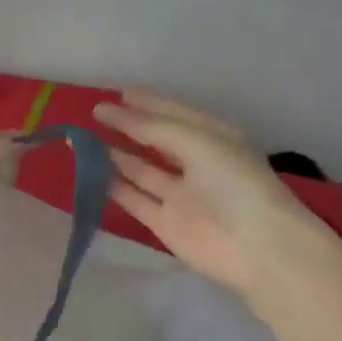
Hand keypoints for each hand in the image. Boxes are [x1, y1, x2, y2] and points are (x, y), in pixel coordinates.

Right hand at [95, 90, 328, 299]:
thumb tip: (114, 112)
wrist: (257, 247)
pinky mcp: (165, 223)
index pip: (173, 114)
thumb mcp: (198, 142)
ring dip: (115, 155)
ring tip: (84, 141)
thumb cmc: (234, 183)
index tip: (115, 94)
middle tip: (94, 114)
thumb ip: (154, 128)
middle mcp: (196, 163)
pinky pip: (135, 200)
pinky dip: (115, 188)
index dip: (145, 103)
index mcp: (213, 137)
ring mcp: (180, 195)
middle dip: (128, 127)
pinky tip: (91, 174)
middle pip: (155, 140)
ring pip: (141, 170)